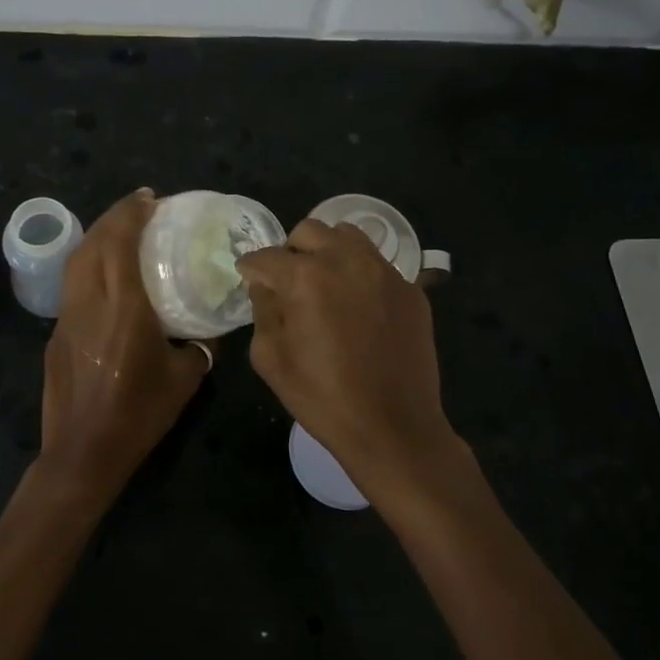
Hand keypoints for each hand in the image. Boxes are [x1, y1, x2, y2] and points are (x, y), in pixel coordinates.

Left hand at [40, 189, 210, 501]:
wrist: (84, 453)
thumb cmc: (139, 414)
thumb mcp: (185, 378)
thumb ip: (201, 345)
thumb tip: (211, 327)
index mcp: (124, 308)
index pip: (120, 242)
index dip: (131, 213)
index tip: (149, 198)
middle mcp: (90, 302)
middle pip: (93, 243)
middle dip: (114, 216)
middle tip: (139, 208)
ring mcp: (66, 318)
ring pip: (76, 262)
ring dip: (97, 237)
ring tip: (120, 233)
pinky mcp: (55, 335)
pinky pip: (72, 286)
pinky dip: (88, 267)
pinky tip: (105, 278)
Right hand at [236, 220, 467, 511]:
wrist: (394, 428)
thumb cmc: (323, 398)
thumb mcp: (271, 359)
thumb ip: (262, 311)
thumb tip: (265, 286)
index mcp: (305, 278)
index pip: (266, 257)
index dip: (251, 268)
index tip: (249, 278)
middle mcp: (346, 261)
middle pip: (308, 231)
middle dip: (290, 251)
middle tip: (288, 281)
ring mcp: (384, 271)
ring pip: (347, 236)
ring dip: (328, 251)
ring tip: (325, 283)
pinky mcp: (411, 288)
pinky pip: (377, 265)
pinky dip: (360, 274)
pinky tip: (359, 307)